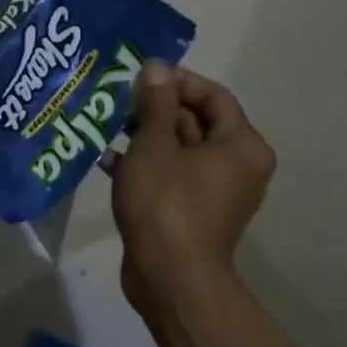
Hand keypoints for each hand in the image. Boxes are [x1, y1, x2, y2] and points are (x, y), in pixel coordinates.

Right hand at [107, 62, 275, 316]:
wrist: (170, 280)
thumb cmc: (167, 204)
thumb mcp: (155, 144)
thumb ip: (155, 102)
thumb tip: (156, 66)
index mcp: (240, 145)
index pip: (213, 95)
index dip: (177, 81)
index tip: (139, 76)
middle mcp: (236, 165)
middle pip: (195, 121)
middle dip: (154, 108)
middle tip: (116, 98)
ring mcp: (214, 191)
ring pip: (178, 149)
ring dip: (144, 135)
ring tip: (105, 124)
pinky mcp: (191, 211)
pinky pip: (170, 175)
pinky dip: (144, 165)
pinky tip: (106, 159)